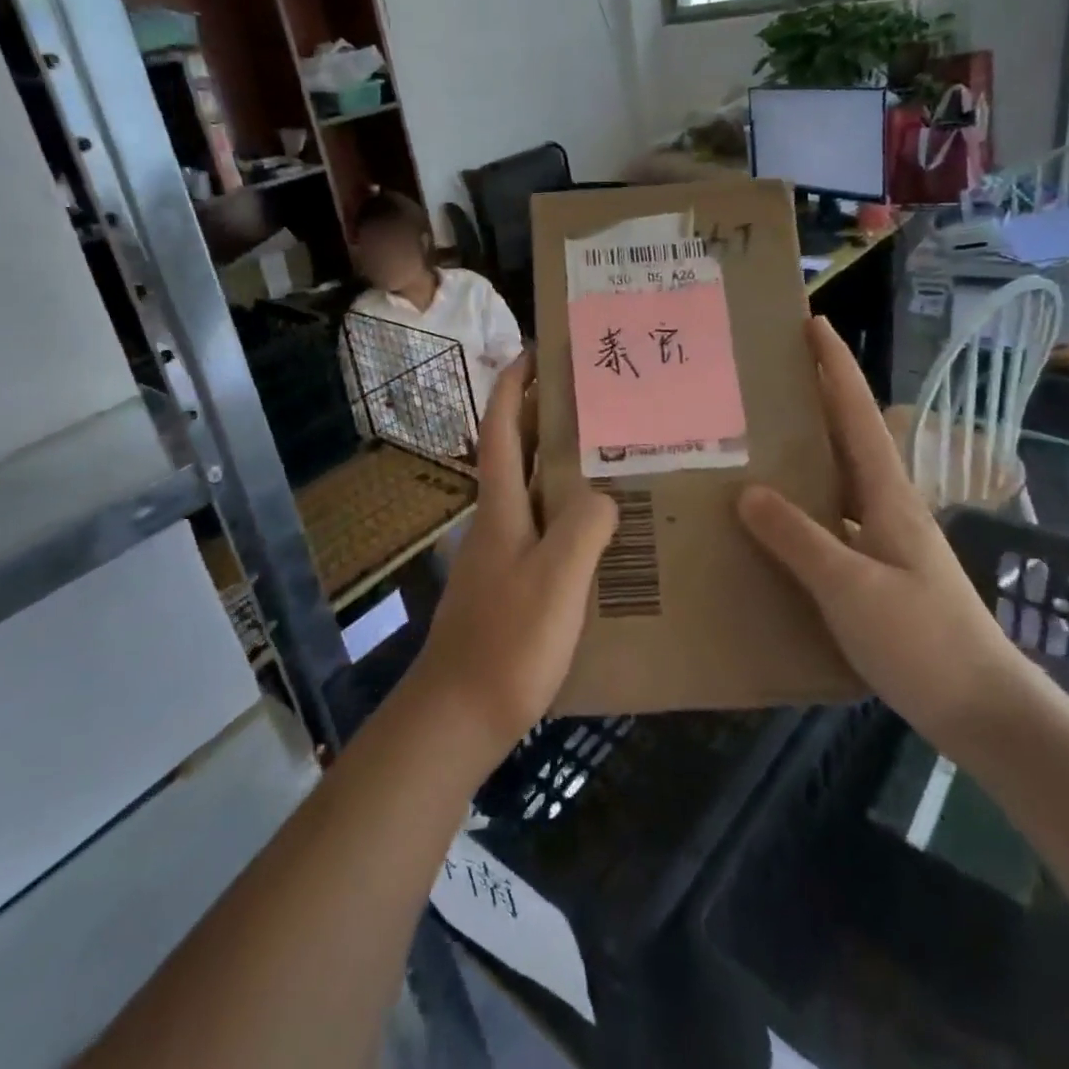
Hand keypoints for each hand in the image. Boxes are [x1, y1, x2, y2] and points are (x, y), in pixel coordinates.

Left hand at [406, 355, 618, 762]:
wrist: (458, 716)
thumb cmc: (507, 642)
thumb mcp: (557, 579)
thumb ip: (585, 527)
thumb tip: (606, 495)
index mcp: (500, 507)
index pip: (502, 429)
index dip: (513, 386)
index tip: (535, 352)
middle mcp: (496, 521)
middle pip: (516, 454)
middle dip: (544, 416)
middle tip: (594, 397)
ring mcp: (500, 556)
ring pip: (532, 492)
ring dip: (560, 464)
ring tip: (609, 454)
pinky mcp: (510, 586)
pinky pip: (543, 530)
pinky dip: (567, 511)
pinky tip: (602, 530)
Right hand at [736, 317, 1022, 745]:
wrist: (982, 710)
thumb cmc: (922, 641)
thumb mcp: (851, 588)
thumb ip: (798, 538)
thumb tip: (747, 490)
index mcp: (888, 495)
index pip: (856, 414)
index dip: (836, 366)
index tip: (813, 323)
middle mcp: (887, 506)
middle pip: (848, 436)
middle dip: (816, 398)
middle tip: (767, 375)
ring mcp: (885, 539)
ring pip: (838, 479)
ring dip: (807, 451)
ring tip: (757, 438)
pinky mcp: (878, 571)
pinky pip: (831, 521)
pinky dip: (802, 506)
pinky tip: (773, 521)